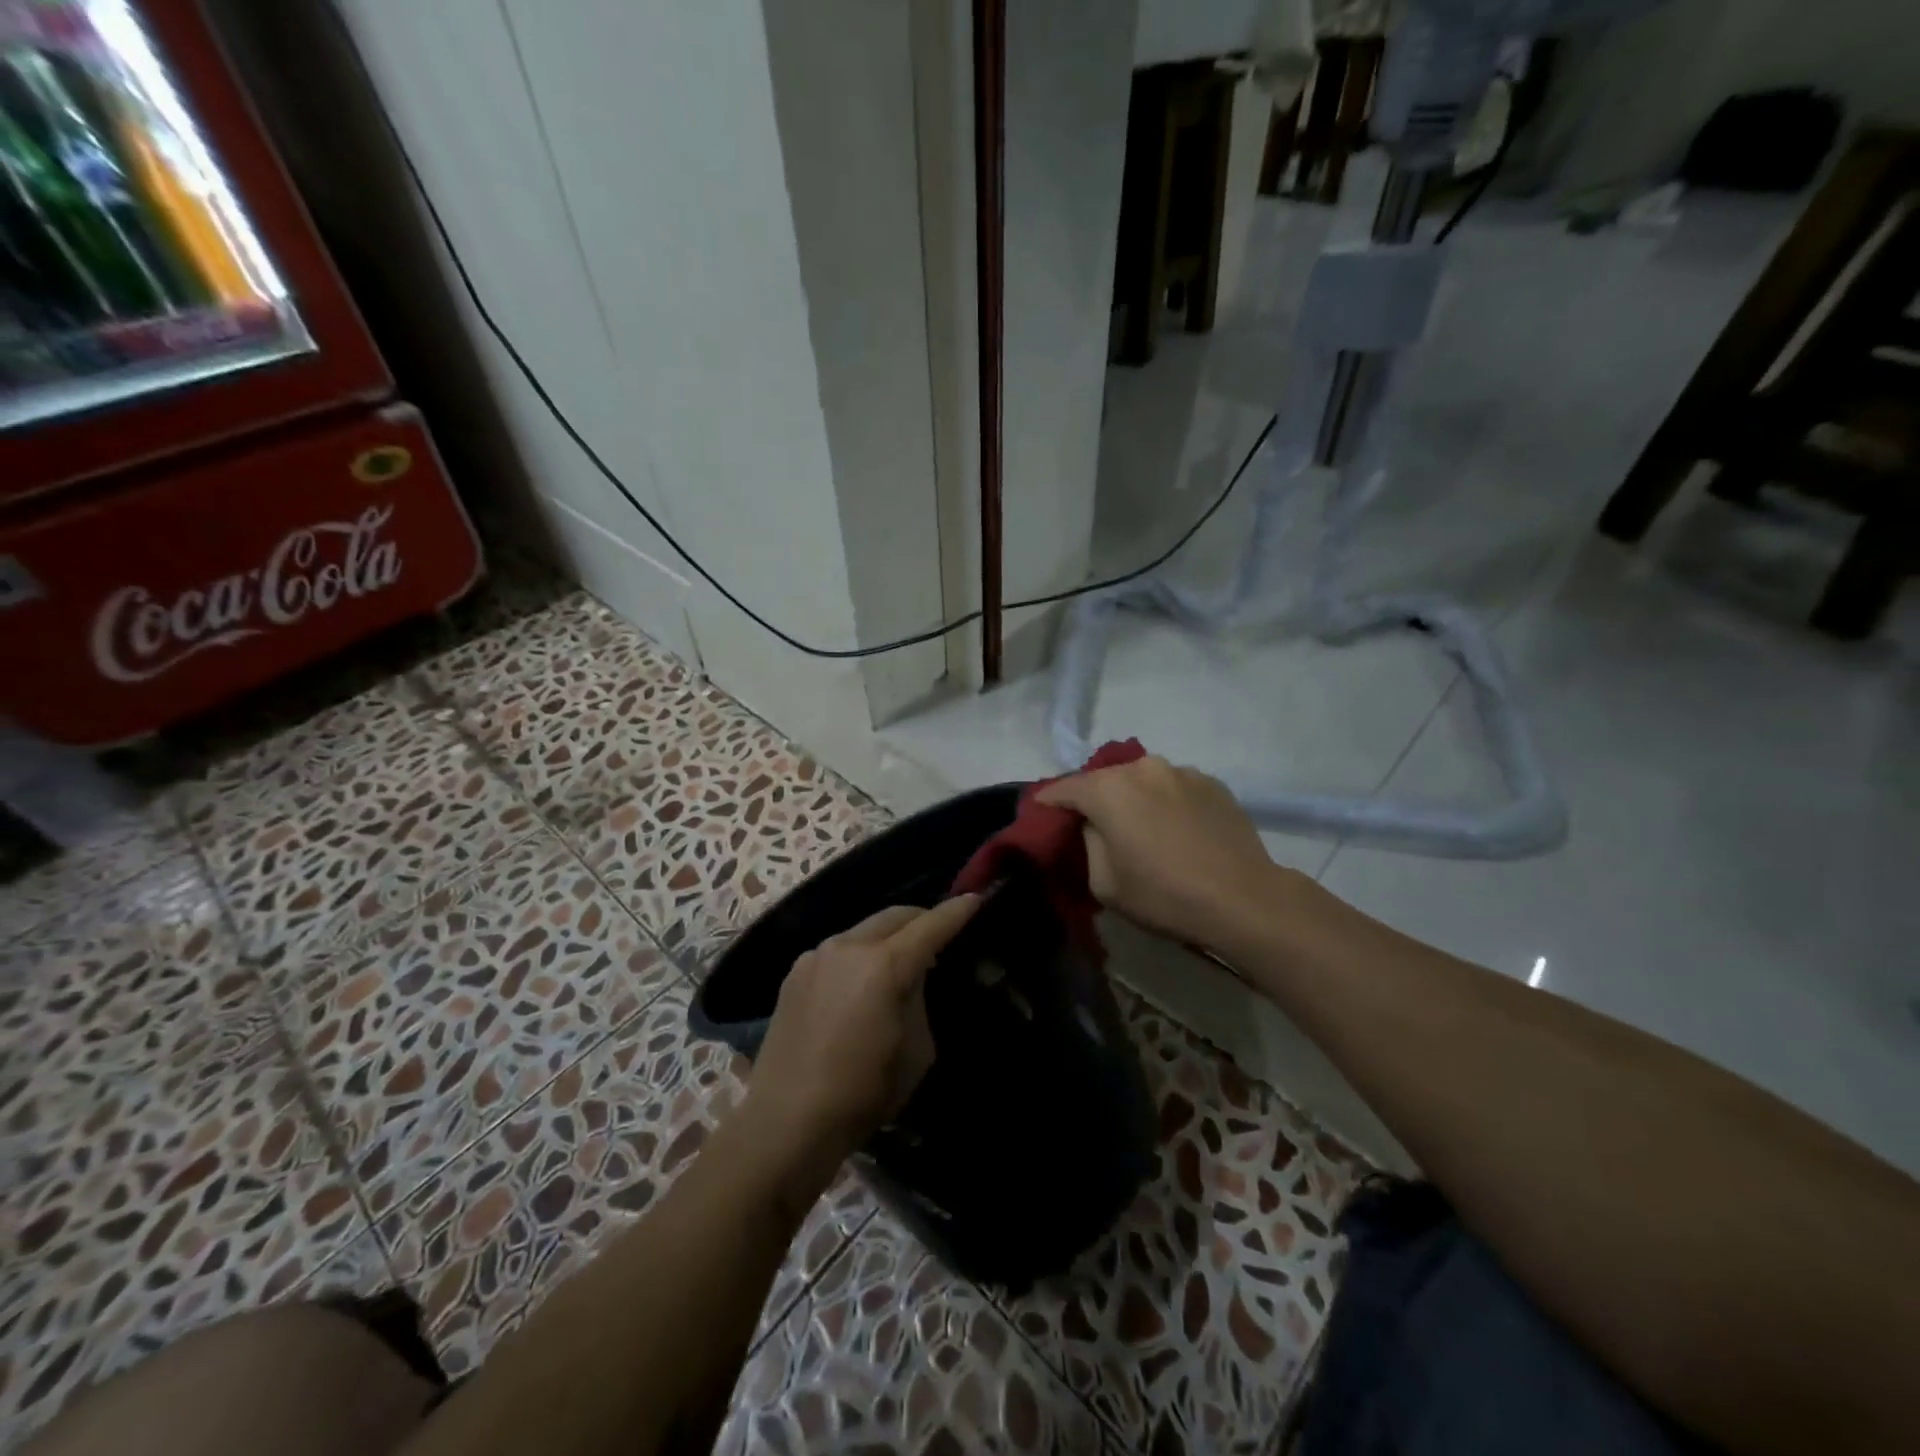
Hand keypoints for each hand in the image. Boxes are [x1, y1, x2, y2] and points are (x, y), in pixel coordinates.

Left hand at [741, 897, 980, 1168]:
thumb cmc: (864, 1093)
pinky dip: (859, 955)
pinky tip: (860, 984)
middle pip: (895, 915)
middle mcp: (849, 946)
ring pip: (864, 929)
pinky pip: (838, 950)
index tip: (975, 899)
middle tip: (939, 936)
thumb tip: (913, 978)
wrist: (786, 1121)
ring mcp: (817, 955)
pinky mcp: (795, 972)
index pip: (931, 926)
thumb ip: (919, 1000)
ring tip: (899, 962)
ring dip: (888, 937)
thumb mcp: (916, 1051)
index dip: (956, 912)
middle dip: (921, 919)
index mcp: (885, 965)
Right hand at [1037, 755, 1280, 951]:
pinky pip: (1174, 788)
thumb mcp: (1104, 884)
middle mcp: (1143, 768)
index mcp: (1108, 789)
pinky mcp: (1212, 783)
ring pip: (1142, 780)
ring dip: (1134, 798)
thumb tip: (1093, 825)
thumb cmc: (1164, 895)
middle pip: (1104, 779)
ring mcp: (1181, 771)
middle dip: (1094, 798)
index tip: (1042, 814)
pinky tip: (1176, 830)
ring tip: (1142, 827)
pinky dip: (1166, 802)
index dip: (1049, 802)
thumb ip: (1088, 843)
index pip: (1064, 787)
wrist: (1243, 899)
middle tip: (1095, 825)